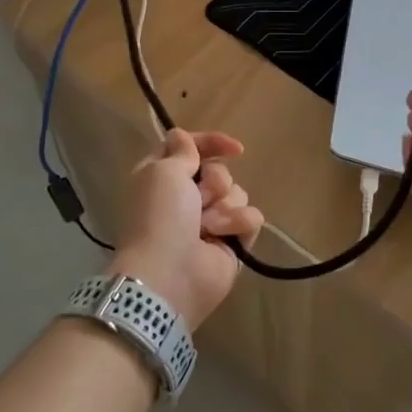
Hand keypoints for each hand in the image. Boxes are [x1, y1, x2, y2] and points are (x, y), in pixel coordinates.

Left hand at [112, 129, 263, 328]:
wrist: (169, 276)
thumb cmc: (160, 217)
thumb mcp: (163, 172)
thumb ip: (182, 151)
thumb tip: (181, 136)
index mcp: (164, 178)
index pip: (192, 148)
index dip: (212, 143)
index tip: (234, 148)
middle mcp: (186, 197)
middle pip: (219, 171)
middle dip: (214, 182)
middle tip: (199, 200)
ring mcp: (211, 221)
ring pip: (237, 193)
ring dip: (223, 207)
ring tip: (207, 227)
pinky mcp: (232, 242)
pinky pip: (251, 217)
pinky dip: (237, 225)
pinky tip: (222, 238)